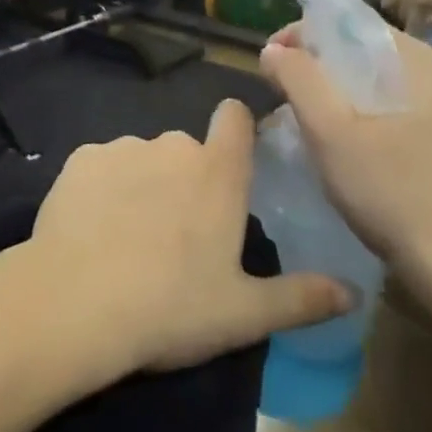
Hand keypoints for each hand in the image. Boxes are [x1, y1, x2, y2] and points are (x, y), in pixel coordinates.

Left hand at [24, 102, 355, 375]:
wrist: (77, 300)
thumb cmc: (173, 307)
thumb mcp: (246, 314)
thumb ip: (302, 298)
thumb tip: (353, 292)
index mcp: (217, 172)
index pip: (235, 117)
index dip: (236, 129)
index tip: (234, 159)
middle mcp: (171, 145)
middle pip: (187, 150)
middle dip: (186, 179)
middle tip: (178, 234)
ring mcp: (122, 147)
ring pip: (142, 158)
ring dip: (143, 184)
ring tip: (130, 238)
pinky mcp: (81, 158)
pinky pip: (102, 166)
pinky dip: (103, 188)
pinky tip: (94, 229)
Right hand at [259, 27, 431, 279]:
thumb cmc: (390, 189)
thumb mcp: (329, 128)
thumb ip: (296, 77)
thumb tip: (271, 49)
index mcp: (409, 55)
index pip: (340, 19)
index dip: (297, 35)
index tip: (268, 66)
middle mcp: (423, 69)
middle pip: (348, 47)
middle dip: (308, 64)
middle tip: (278, 95)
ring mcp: (428, 101)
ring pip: (358, 76)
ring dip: (323, 89)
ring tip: (295, 116)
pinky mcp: (425, 130)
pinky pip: (371, 100)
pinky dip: (343, 108)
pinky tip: (327, 138)